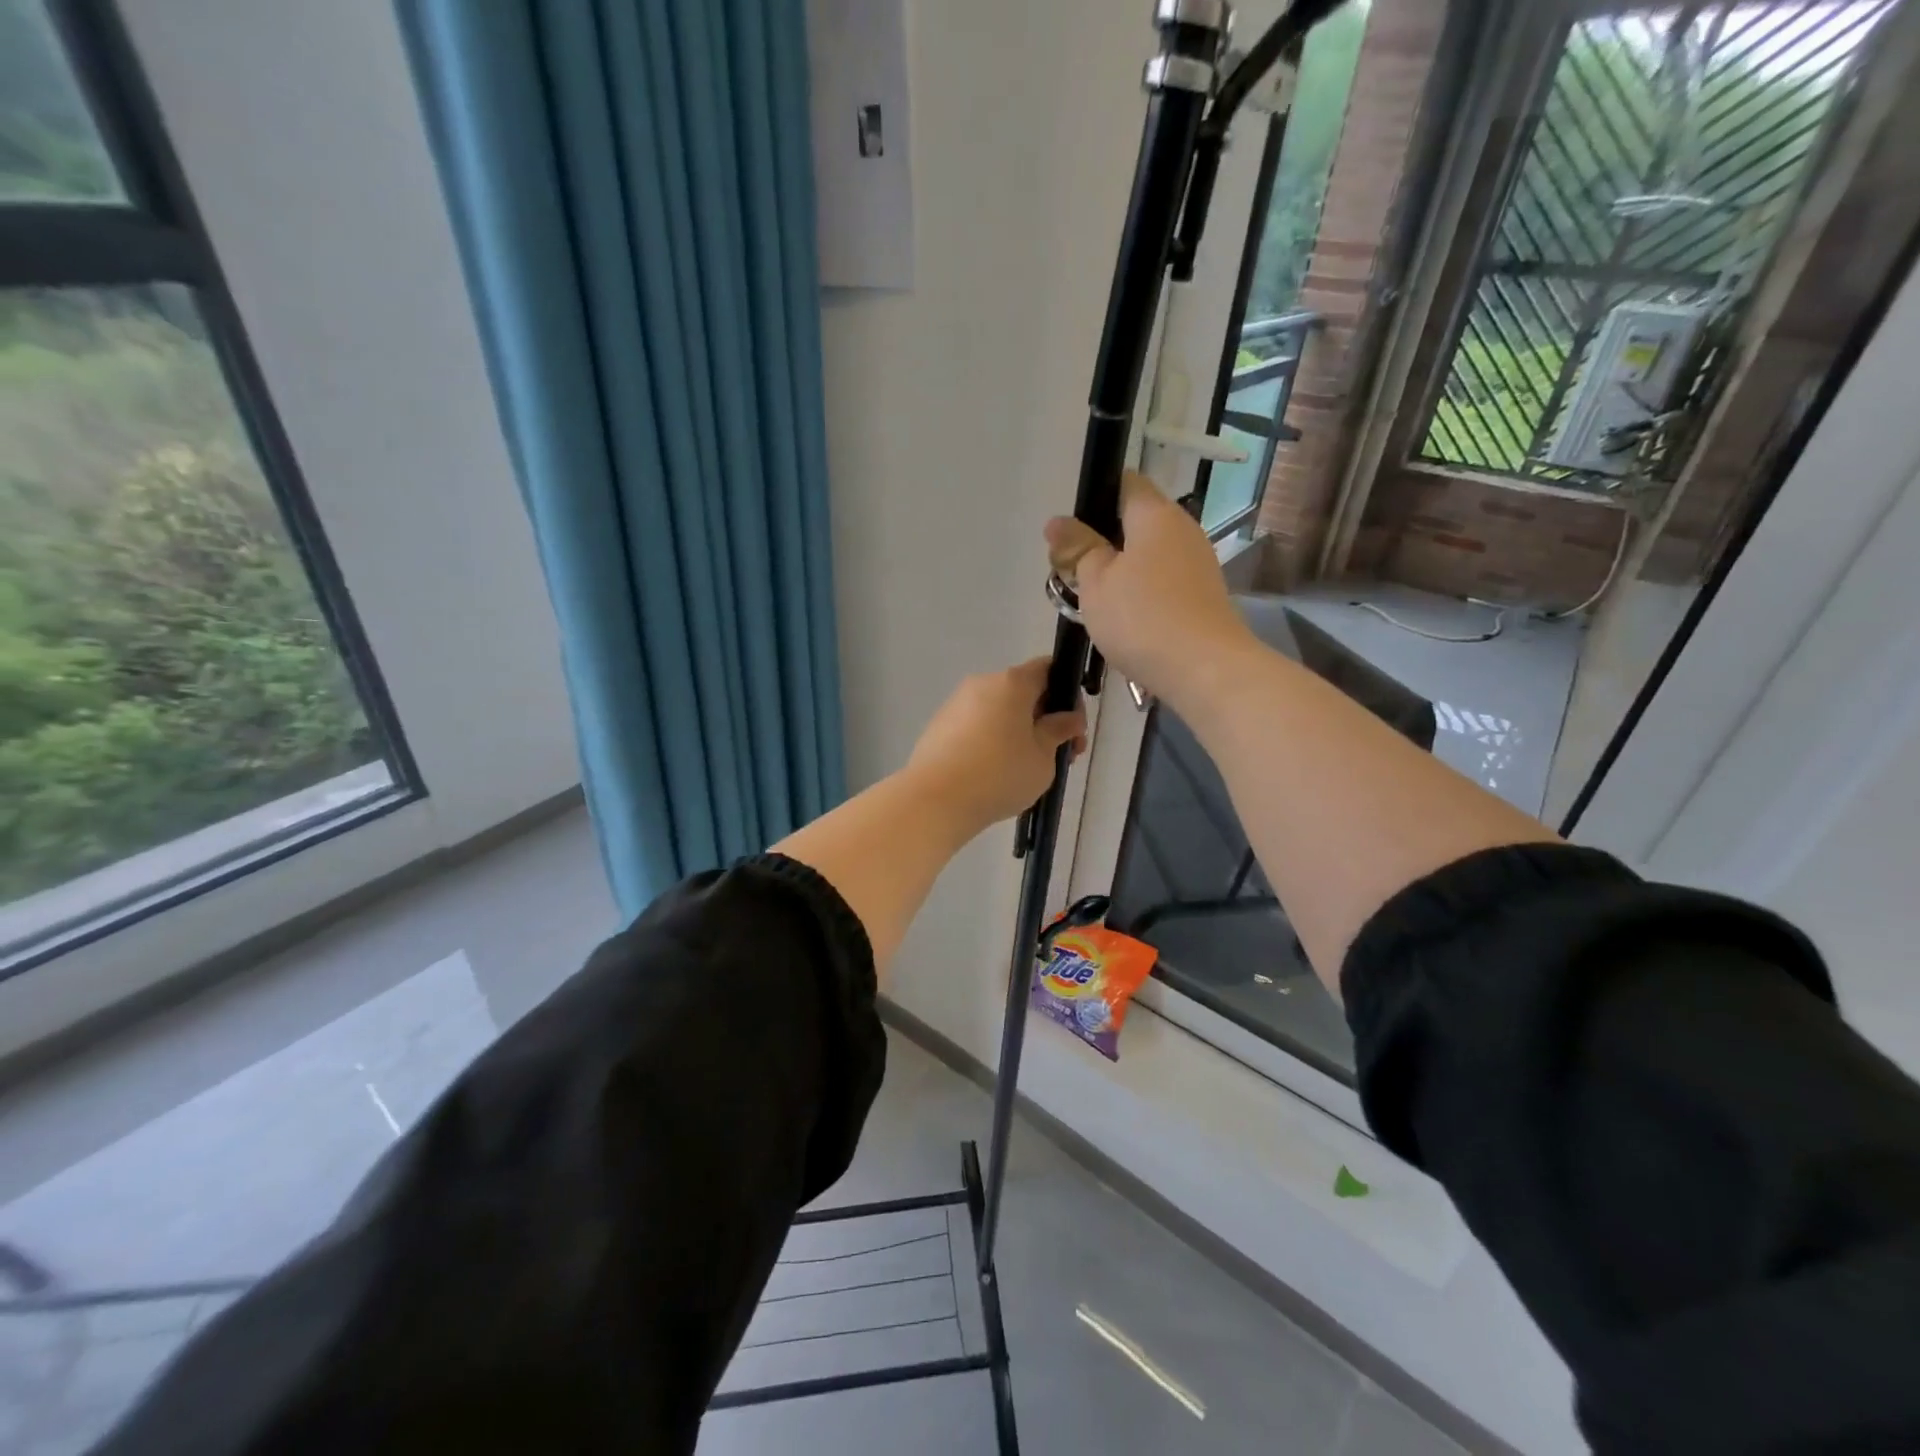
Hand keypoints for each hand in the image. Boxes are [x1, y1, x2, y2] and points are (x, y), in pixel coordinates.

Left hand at [906, 659, 1086, 832]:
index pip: (1048, 670)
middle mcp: (982, 683)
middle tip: (1058, 755)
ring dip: (1019, 731)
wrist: (936, 800)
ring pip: (999, 710)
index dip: (1068, 694)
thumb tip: (1069, 717)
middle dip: (1045, 719)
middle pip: (1023, 692)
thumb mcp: (1043, 757)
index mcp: (1012, 682)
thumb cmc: (1000, 774)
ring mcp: (956, 704)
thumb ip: (1060, 731)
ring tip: (1026, 769)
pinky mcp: (939, 726)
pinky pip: (977, 725)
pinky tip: (995, 772)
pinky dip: (992, 740)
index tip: (1073, 728)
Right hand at [1045, 472, 1258, 708]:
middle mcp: (1182, 529)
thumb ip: (1077, 548)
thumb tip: (1057, 522)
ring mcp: (1197, 563)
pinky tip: (1124, 620)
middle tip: (1071, 572)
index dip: (1094, 498)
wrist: (1205, 669)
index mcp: (1155, 514)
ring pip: (1147, 554)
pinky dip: (1140, 592)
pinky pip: (1162, 581)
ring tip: (1092, 601)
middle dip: (1101, 541)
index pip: (1125, 482)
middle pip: (1135, 521)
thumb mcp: (1095, 581)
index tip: (1071, 532)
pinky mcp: (1202, 594)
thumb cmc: (1142, 617)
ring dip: (1119, 571)